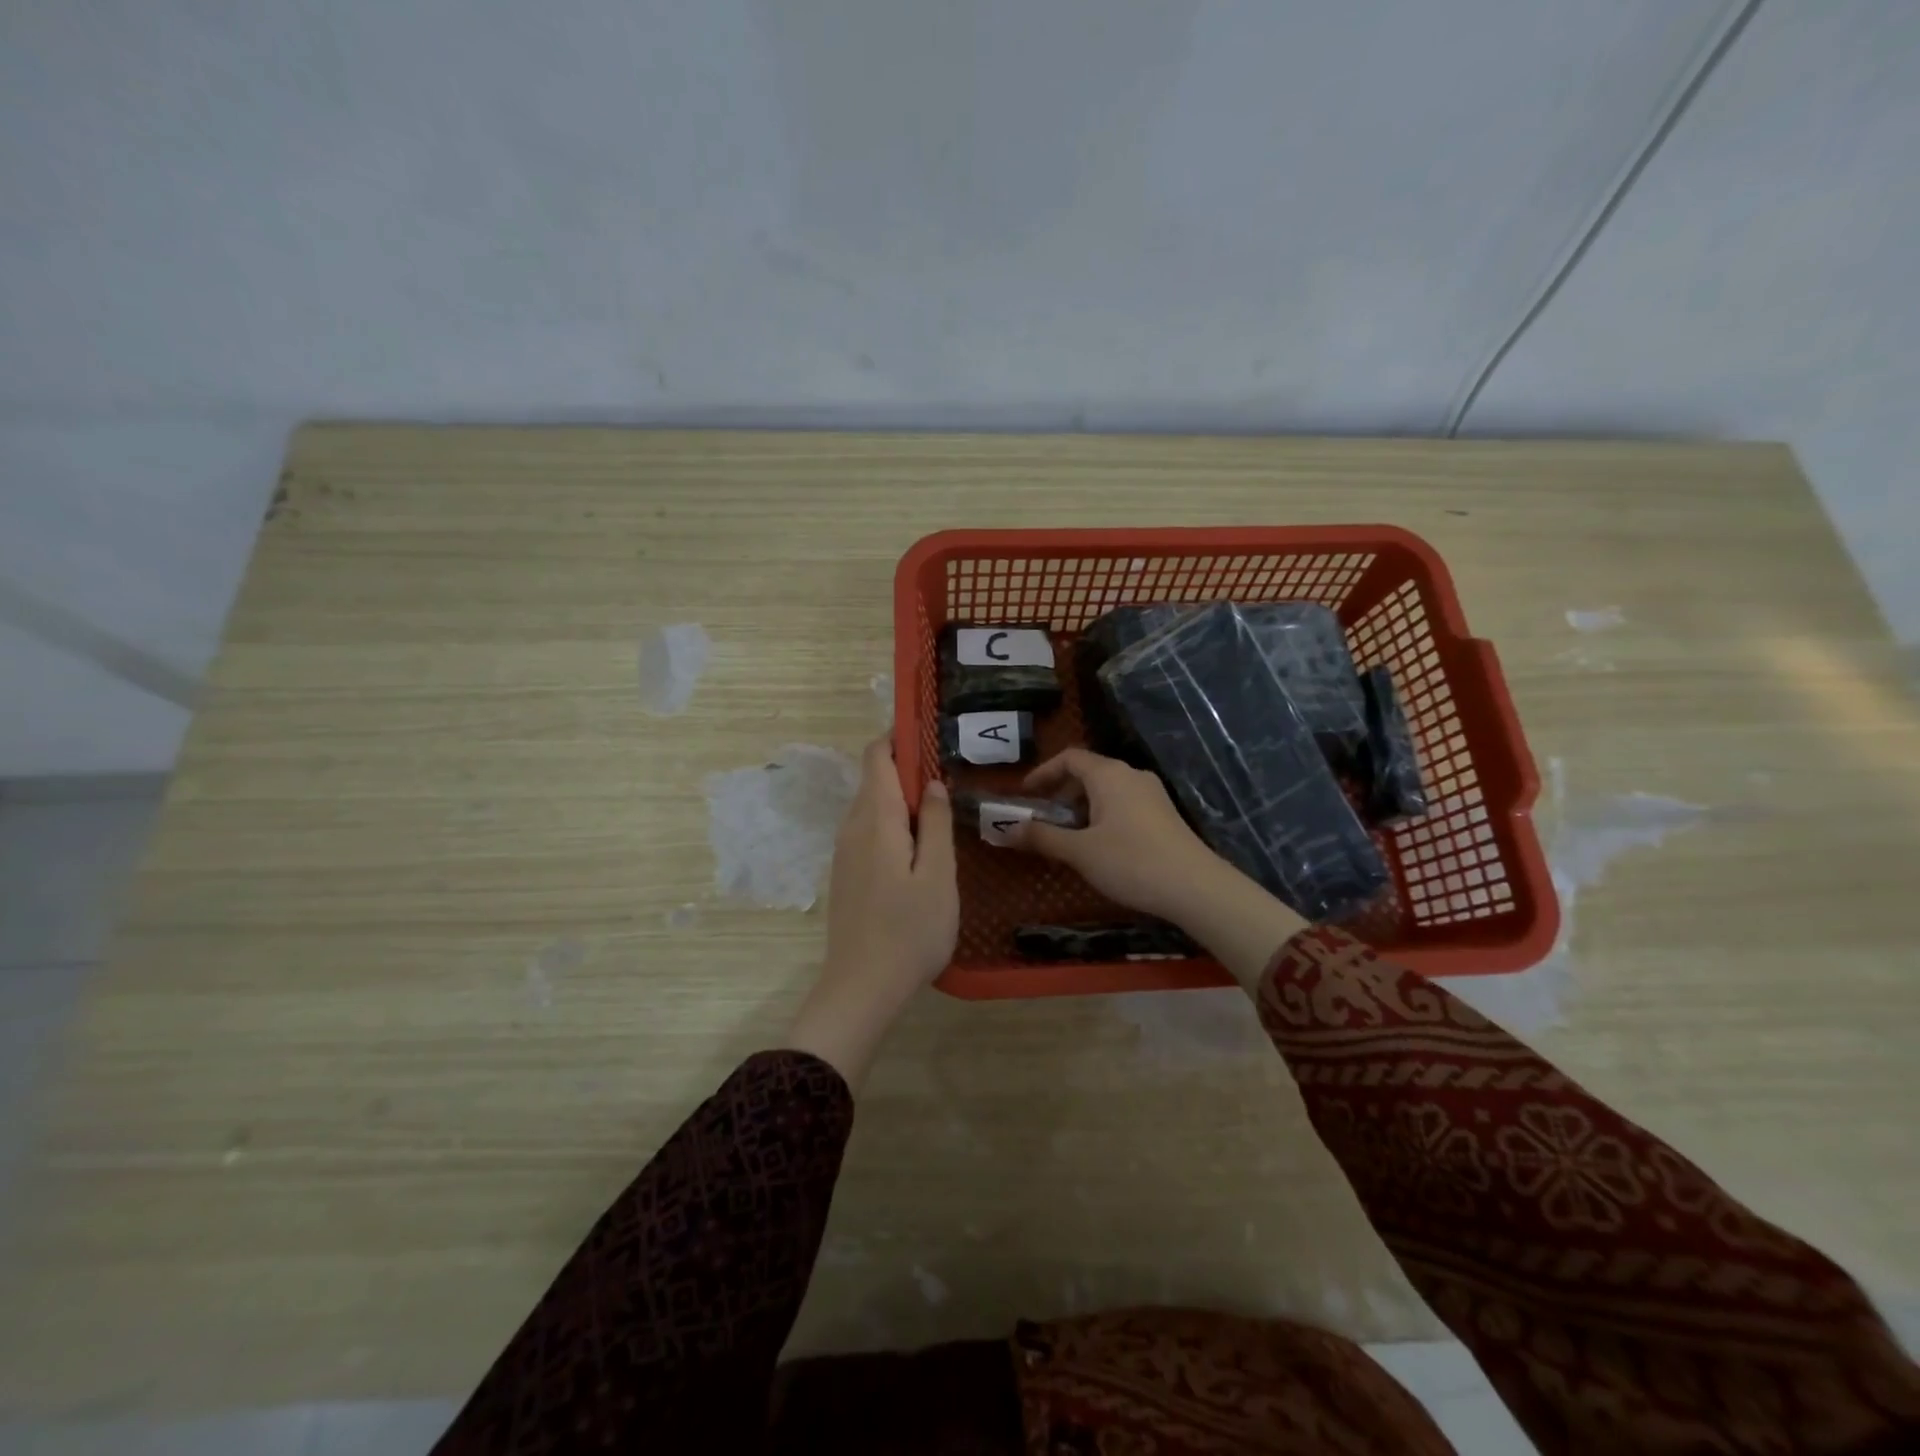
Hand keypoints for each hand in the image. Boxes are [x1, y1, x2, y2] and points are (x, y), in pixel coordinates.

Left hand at [787, 737, 956, 1088]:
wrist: (861, 989)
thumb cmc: (909, 931)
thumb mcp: (937, 875)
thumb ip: (935, 823)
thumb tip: (931, 783)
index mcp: (875, 819)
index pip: (877, 756)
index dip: (899, 736)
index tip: (930, 732)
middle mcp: (852, 827)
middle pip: (875, 779)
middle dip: (908, 769)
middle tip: (950, 779)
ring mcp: (845, 853)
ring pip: (872, 807)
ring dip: (903, 800)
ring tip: (942, 813)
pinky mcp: (846, 875)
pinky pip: (869, 832)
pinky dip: (894, 824)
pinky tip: (919, 849)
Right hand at [1007, 748, 1304, 986]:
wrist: (1195, 887)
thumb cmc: (1131, 862)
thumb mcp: (1079, 852)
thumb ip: (1042, 837)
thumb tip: (1006, 830)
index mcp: (1108, 775)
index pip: (1069, 758)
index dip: (1042, 773)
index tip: (1024, 795)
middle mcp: (1131, 775)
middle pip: (1088, 772)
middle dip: (1060, 793)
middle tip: (1042, 819)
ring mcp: (1151, 793)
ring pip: (1106, 790)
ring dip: (1081, 807)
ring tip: (1068, 837)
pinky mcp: (1164, 814)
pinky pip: (1123, 803)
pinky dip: (1102, 815)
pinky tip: (1099, 846)